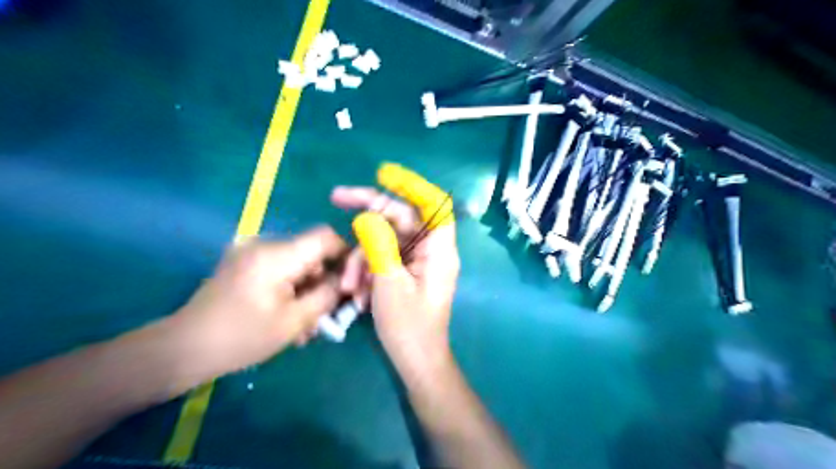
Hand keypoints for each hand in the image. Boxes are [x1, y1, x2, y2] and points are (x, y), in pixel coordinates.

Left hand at [161, 227, 347, 383]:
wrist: (182, 348)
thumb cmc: (241, 337)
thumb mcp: (294, 321)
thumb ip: (327, 296)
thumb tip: (346, 280)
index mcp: (276, 255)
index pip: (325, 236)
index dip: (344, 254)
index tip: (350, 281)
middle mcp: (264, 245)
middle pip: (312, 252)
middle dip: (324, 281)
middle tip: (326, 314)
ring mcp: (252, 252)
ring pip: (298, 263)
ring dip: (307, 290)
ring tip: (304, 323)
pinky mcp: (245, 263)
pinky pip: (281, 269)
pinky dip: (290, 288)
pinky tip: (287, 315)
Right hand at [331, 165, 459, 373]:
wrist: (416, 362)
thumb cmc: (409, 327)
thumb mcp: (389, 284)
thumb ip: (378, 245)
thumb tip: (367, 216)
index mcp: (439, 249)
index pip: (434, 204)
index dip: (412, 185)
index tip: (385, 174)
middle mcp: (431, 249)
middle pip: (401, 218)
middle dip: (369, 214)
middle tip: (337, 197)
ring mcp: (417, 261)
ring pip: (385, 240)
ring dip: (362, 258)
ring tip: (350, 287)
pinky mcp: (405, 272)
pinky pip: (384, 258)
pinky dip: (367, 270)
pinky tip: (358, 294)